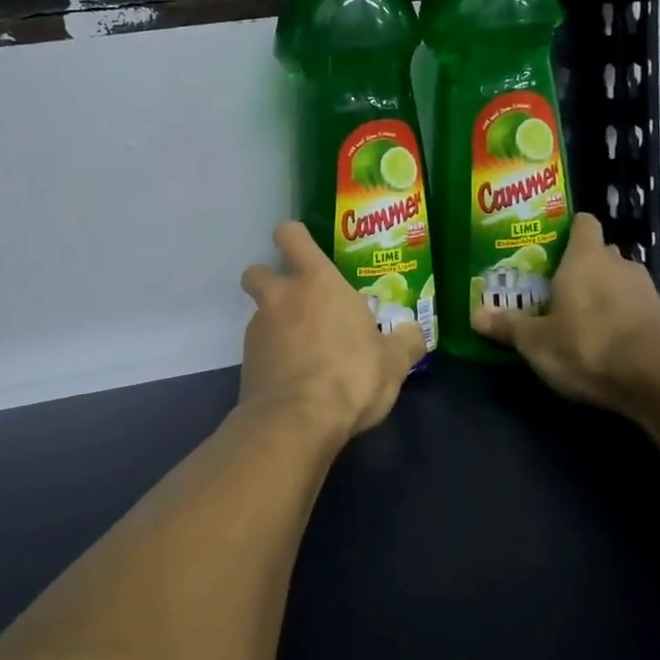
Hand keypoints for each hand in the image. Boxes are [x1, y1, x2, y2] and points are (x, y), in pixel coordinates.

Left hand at [238, 221, 426, 443]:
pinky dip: (272, 357)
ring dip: (275, 324)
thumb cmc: (350, 376)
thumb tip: (414, 331)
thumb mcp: (393, 362)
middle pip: (257, 271)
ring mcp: (258, 329)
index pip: (291, 236)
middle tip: (296, 301)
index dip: (293, 237)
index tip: (303, 249)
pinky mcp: (246, 362)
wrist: (296, 422)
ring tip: (304, 351)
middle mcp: (281, 297)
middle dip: (269, 279)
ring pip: (259, 313)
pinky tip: (294, 378)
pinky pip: (258, 348)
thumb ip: (405, 341)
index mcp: (317, 282)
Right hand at [471, 212, 659, 412]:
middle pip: (597, 253)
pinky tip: (601, 337)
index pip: (583, 223)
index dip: (567, 230)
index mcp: (585, 257)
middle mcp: (617, 263)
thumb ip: (508, 326)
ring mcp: (644, 289)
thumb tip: (475, 317)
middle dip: (578, 267)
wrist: (656, 379)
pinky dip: (618, 315)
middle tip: (551, 287)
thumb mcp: (536, 341)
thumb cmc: (587, 344)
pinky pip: (631, 305)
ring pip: (615, 280)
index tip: (548, 245)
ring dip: (599, 292)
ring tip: (575, 315)